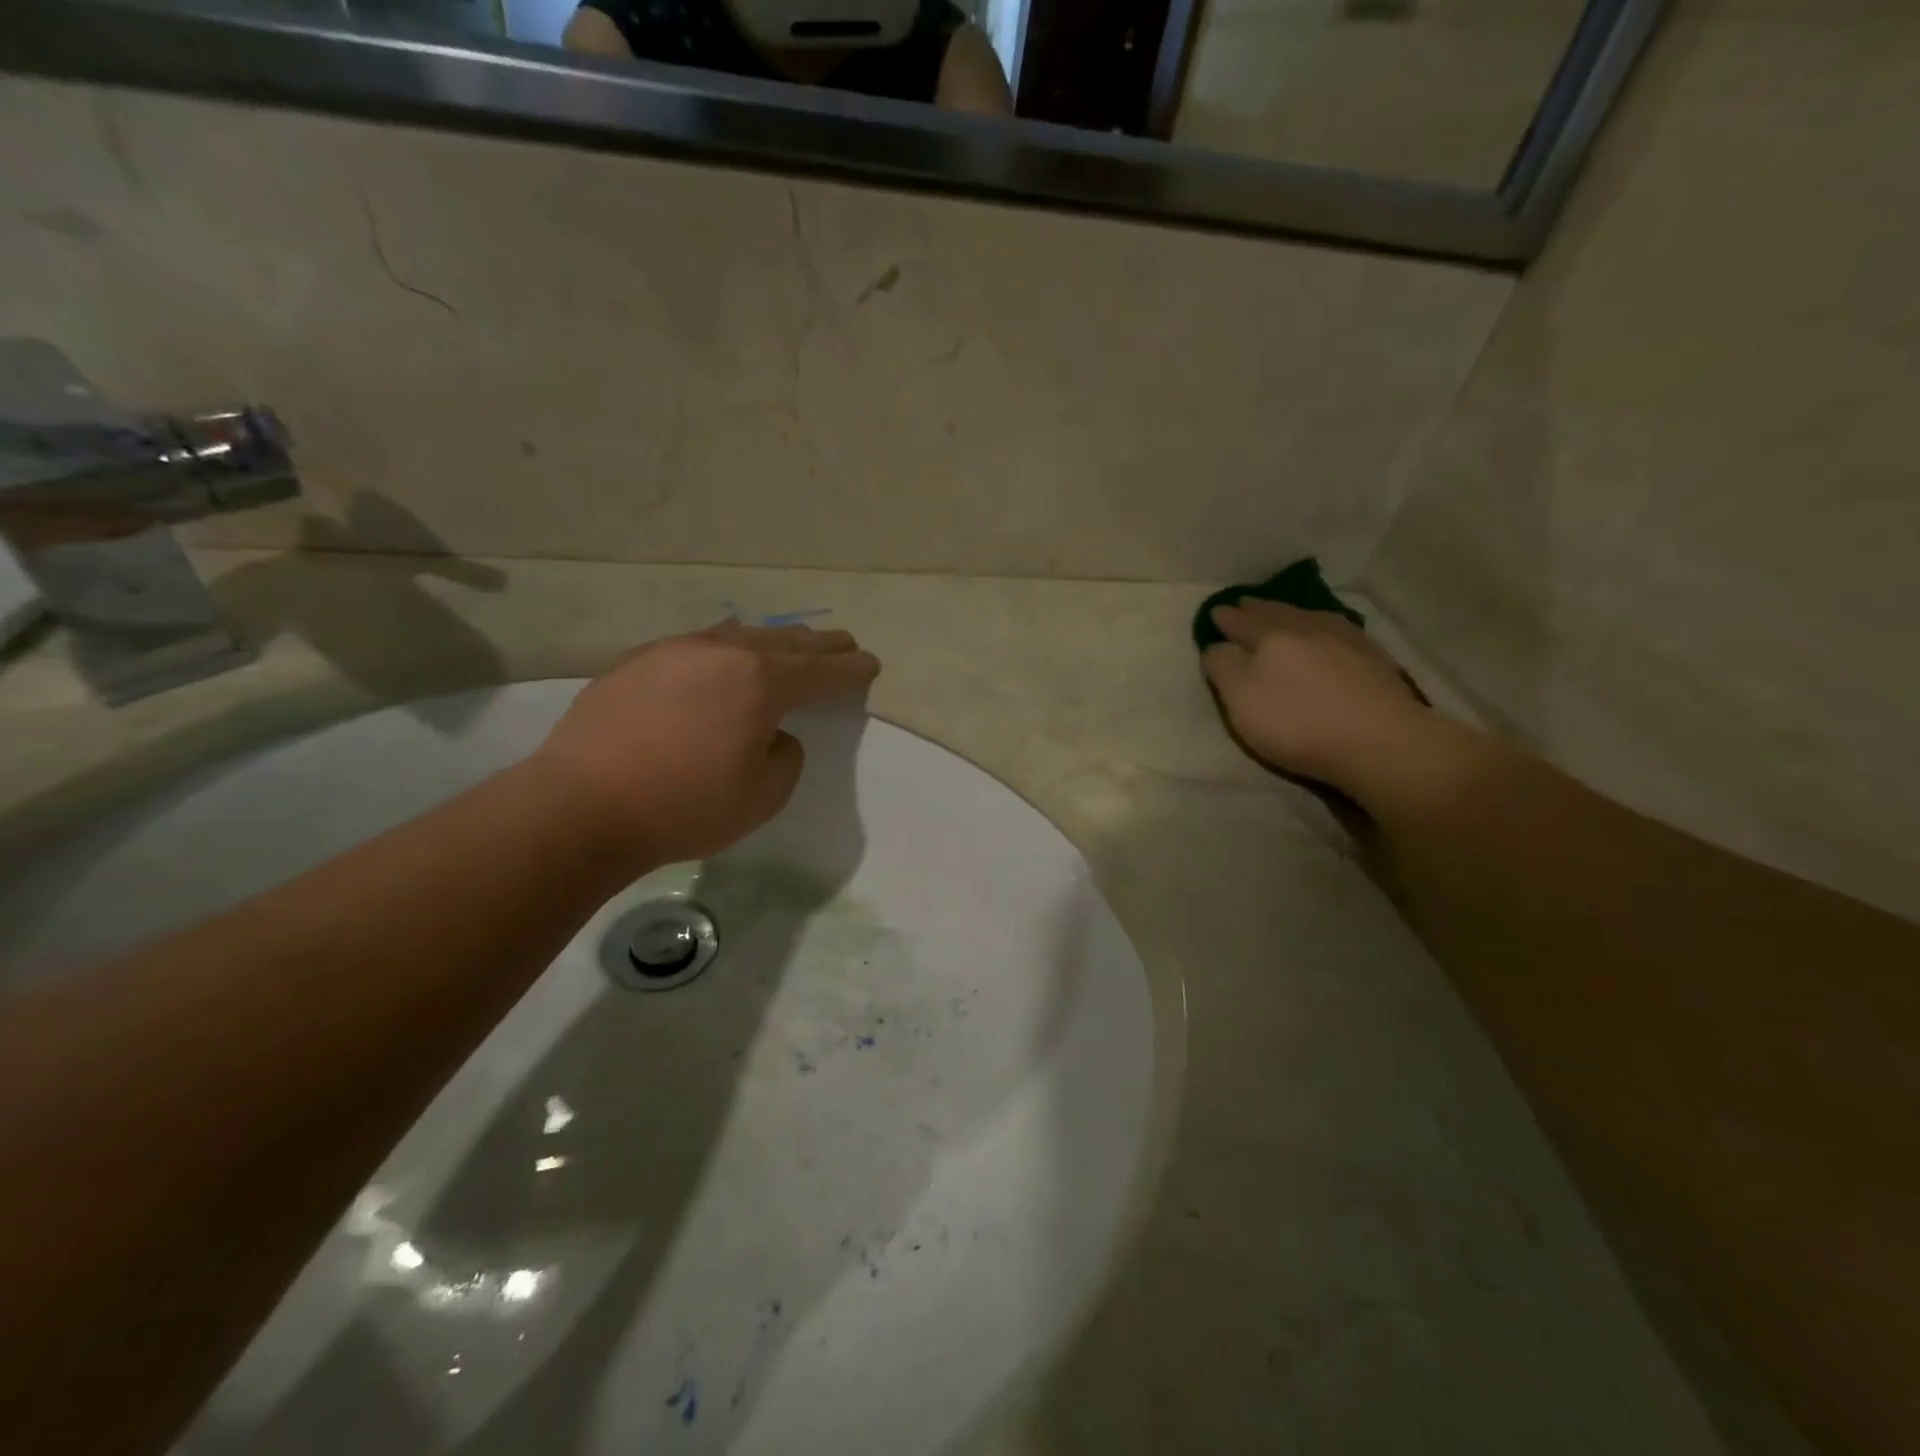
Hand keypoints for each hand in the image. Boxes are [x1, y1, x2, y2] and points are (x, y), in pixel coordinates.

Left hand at [532, 621, 880, 866]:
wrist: (580, 807)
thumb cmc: (684, 807)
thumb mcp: (764, 796)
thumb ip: (785, 756)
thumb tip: (771, 734)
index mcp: (760, 682)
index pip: (821, 671)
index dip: (851, 670)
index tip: (870, 664)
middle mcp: (721, 653)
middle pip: (785, 642)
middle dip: (820, 646)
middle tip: (844, 644)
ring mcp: (673, 651)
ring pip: (739, 635)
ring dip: (773, 642)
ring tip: (790, 646)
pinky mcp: (636, 662)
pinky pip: (698, 646)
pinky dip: (726, 650)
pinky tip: (723, 661)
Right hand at [1202, 601, 1428, 796]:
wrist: (1379, 740)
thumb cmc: (1297, 723)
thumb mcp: (1240, 700)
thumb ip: (1223, 668)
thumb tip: (1216, 645)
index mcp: (1270, 637)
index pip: (1240, 622)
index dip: (1226, 619)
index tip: (1216, 613)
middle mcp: (1307, 628)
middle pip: (1276, 613)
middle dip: (1257, 609)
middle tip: (1245, 604)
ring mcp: (1345, 639)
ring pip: (1309, 617)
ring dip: (1291, 614)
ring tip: (1283, 613)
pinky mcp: (1374, 658)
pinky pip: (1337, 631)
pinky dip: (1321, 627)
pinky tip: (1326, 633)